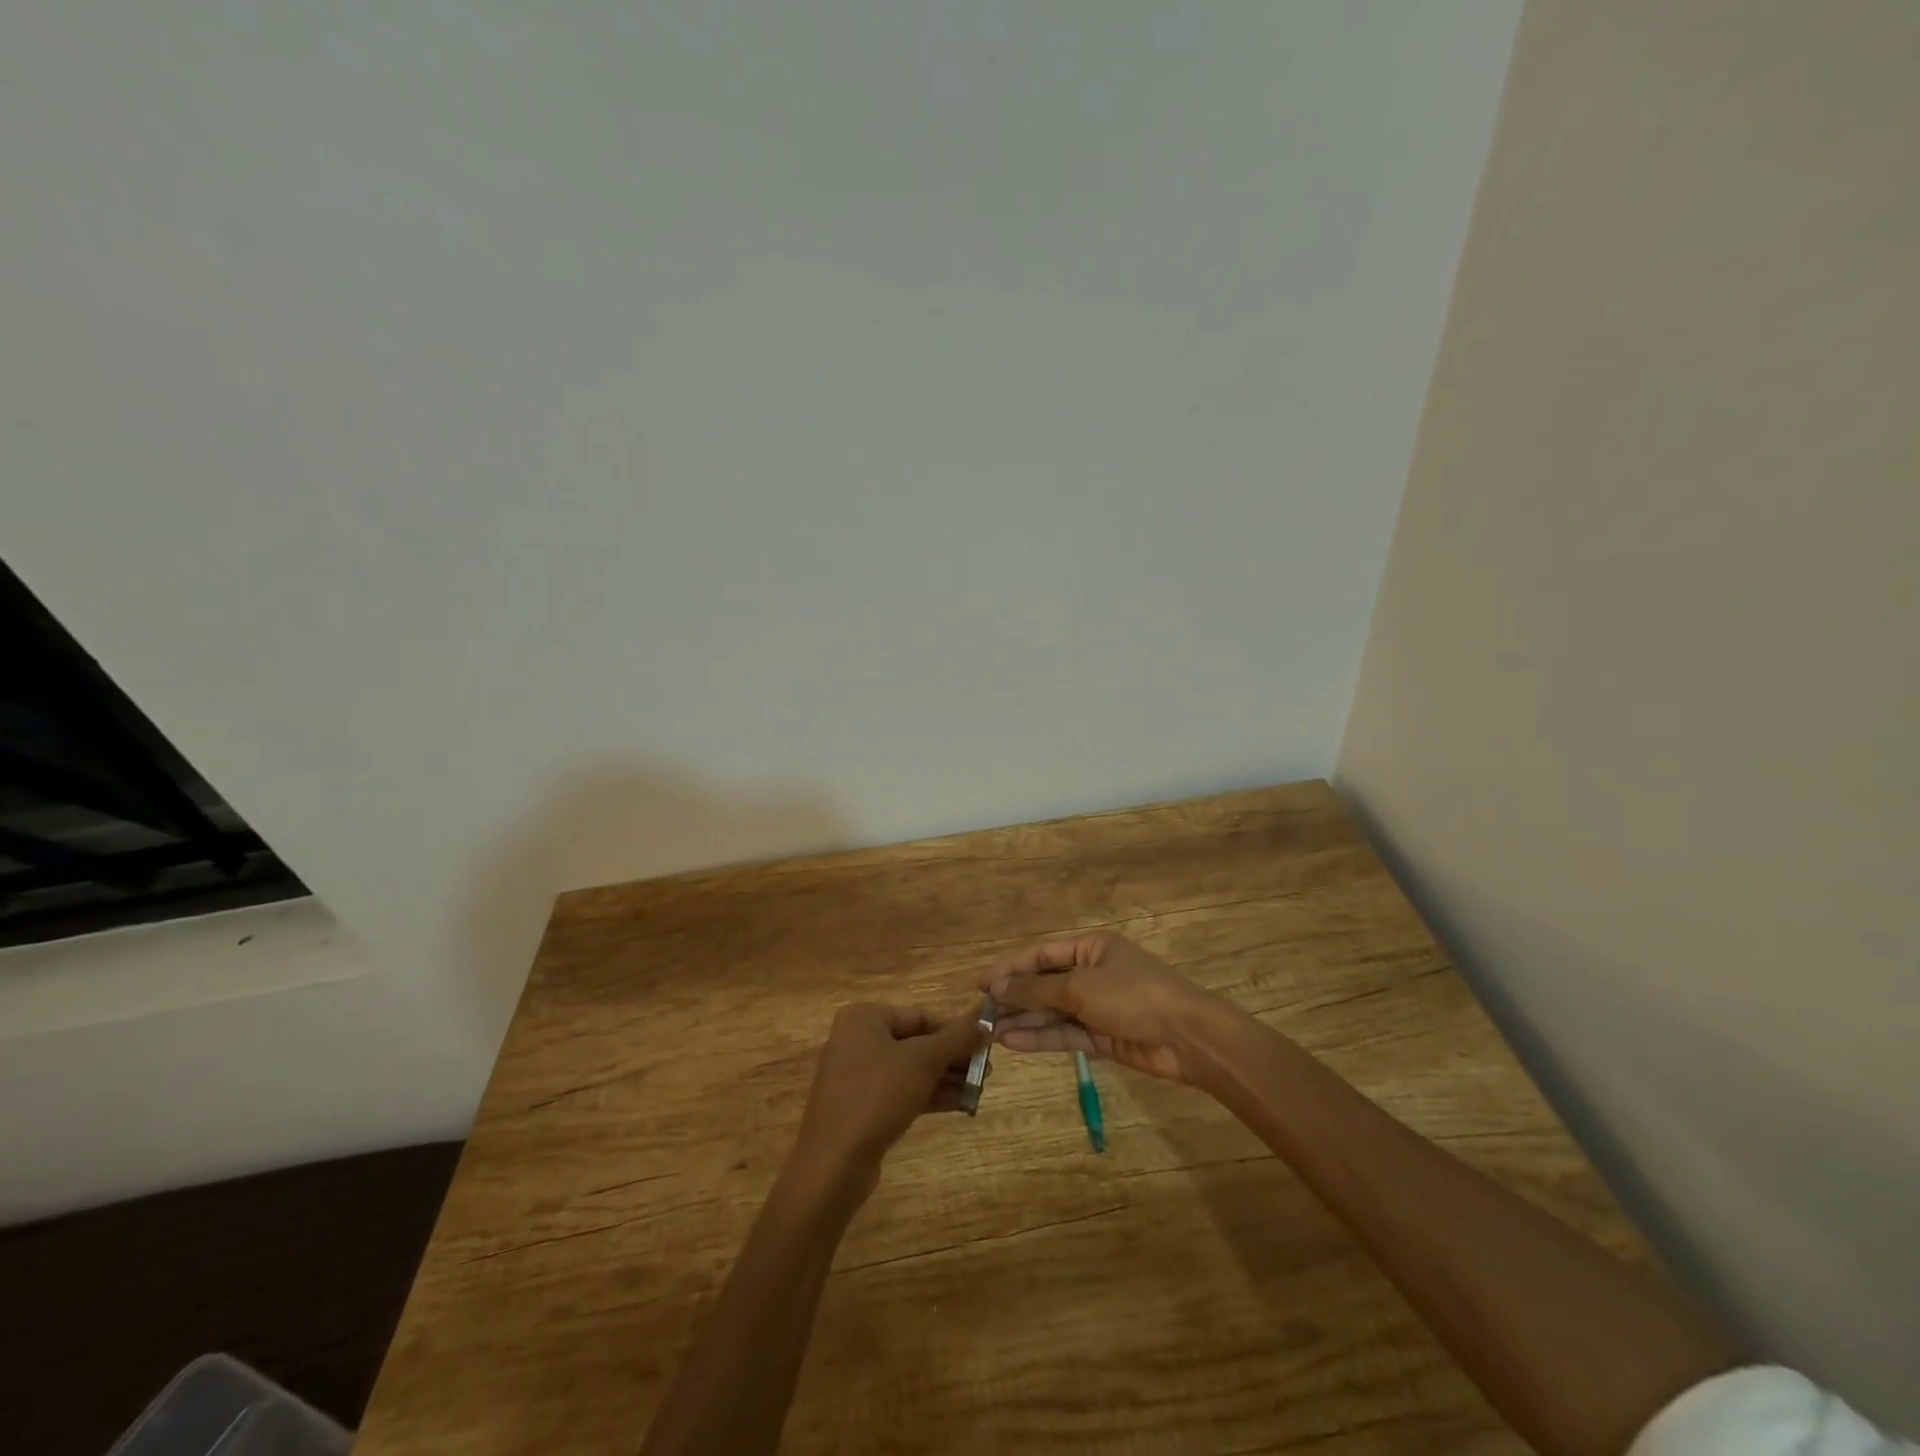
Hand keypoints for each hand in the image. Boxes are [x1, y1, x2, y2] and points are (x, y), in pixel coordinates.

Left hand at [791, 1003, 983, 1194]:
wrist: (834, 1163)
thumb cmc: (877, 1095)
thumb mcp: (923, 1061)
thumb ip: (957, 1038)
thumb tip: (985, 1021)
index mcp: (864, 1018)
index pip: (920, 1016)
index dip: (955, 1030)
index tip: (984, 1044)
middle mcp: (857, 1040)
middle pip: (916, 1042)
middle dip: (952, 1058)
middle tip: (986, 1071)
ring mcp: (856, 1075)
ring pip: (910, 1070)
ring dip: (945, 1078)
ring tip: (979, 1089)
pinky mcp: (861, 1106)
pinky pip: (900, 1091)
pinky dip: (928, 1095)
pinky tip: (960, 1104)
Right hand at [981, 932, 1236, 1082]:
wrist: (1187, 1037)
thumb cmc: (1133, 996)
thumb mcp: (1081, 987)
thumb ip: (1036, 989)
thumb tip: (997, 987)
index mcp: (1091, 948)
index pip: (1042, 955)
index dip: (1010, 968)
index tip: (980, 983)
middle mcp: (1092, 973)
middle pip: (1045, 983)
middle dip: (1015, 997)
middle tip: (981, 1012)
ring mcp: (1098, 1006)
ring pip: (1053, 1011)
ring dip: (1024, 1020)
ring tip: (990, 1031)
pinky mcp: (1102, 1037)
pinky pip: (1065, 1033)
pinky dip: (1041, 1037)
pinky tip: (1013, 1041)